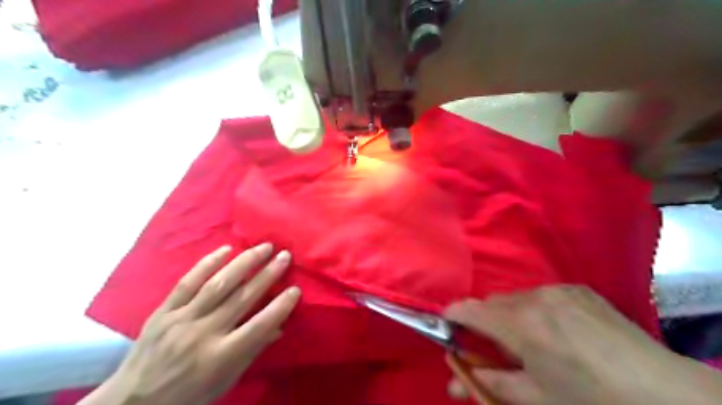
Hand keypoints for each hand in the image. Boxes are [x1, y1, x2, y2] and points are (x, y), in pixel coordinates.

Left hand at [88, 244, 301, 404]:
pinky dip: (208, 263)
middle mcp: (202, 333)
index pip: (258, 326)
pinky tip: (226, 249)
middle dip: (267, 274)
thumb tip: (278, 327)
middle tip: (285, 256)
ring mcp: (181, 319)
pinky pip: (187, 282)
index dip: (280, 306)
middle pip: (241, 297)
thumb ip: (252, 351)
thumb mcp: (225, 382)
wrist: (132, 403)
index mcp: (220, 357)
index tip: (296, 289)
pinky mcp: (163, 311)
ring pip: (217, 283)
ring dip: (244, 262)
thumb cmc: (188, 396)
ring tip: (263, 247)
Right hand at [443, 286, 721, 404]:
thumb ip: (491, 382)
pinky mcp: (576, 288)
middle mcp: (534, 297)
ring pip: (514, 297)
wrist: (665, 392)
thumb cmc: (593, 401)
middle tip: (491, 345)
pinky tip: (556, 330)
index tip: (446, 327)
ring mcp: (557, 289)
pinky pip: (540, 294)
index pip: (469, 310)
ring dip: (510, 315)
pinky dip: (534, 309)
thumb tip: (458, 378)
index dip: (451, 316)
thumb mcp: (536, 399)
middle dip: (483, 321)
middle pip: (491, 302)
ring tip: (529, 340)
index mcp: (521, 325)